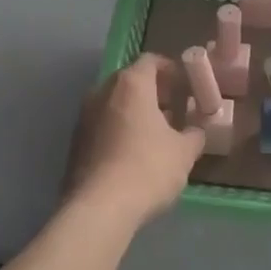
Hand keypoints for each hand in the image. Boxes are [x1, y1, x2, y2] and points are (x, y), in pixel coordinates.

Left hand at [61, 56, 205, 230]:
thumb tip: (196, 131)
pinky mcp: (74, 143)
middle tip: (172, 108)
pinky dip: (118, 130)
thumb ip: (194, 135)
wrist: (98, 208)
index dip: (169, 69)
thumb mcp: (184, 152)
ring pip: (113, 104)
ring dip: (133, 112)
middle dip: (151, 91)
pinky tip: (133, 153)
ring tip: (154, 133)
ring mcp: (84, 117)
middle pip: (129, 81)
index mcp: (131, 85)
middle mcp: (102, 92)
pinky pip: (102, 126)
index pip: (150, 61)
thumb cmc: (148, 168)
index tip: (183, 84)